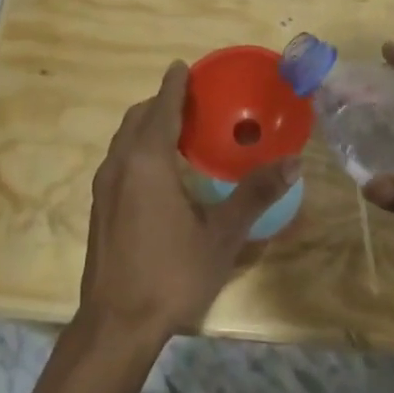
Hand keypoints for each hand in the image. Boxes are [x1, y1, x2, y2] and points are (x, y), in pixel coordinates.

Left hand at [78, 62, 300, 344]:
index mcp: (147, 162)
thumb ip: (255, 195)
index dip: (174, 86)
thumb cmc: (172, 274)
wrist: (116, 325)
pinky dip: (138, 149)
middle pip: (137, 119)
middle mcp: (119, 166)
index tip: (184, 67)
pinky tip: (161, 172)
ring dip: (147, 126)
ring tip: (179, 130)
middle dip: (161, 103)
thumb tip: (293, 163)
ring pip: (124, 140)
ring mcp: (104, 188)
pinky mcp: (100, 208)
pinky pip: (119, 161)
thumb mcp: (222, 236)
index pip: (161, 109)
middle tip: (192, 100)